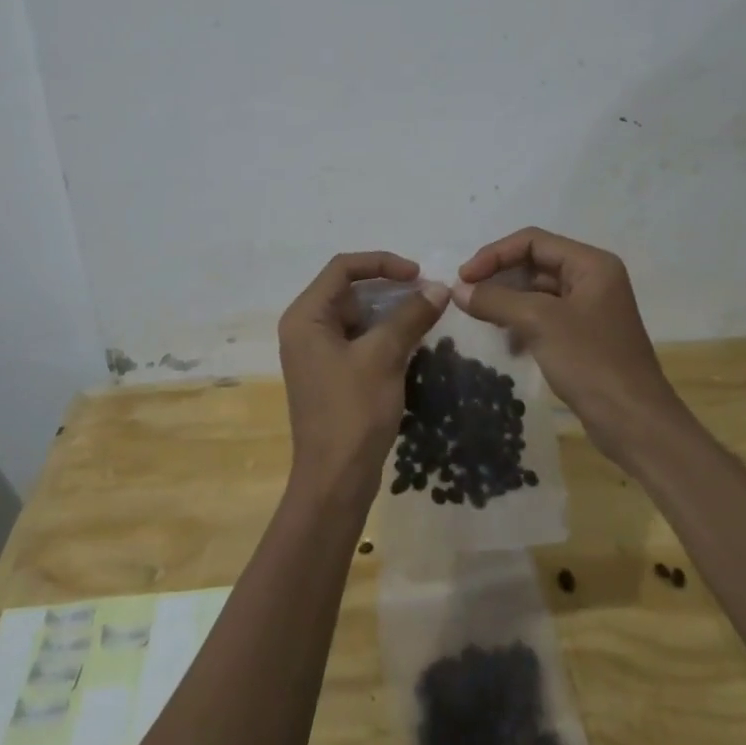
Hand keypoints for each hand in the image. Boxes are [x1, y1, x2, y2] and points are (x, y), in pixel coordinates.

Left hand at [277, 253, 445, 503]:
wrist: (335, 480)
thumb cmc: (353, 411)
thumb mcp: (384, 356)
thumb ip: (410, 316)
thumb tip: (440, 288)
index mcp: (305, 316)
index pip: (343, 268)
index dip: (382, 263)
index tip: (417, 274)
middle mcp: (305, 328)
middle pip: (349, 290)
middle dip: (389, 289)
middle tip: (427, 295)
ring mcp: (316, 352)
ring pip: (357, 316)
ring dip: (390, 312)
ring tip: (425, 316)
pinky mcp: (330, 373)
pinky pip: (358, 339)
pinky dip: (384, 335)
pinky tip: (412, 343)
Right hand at [455, 228, 684, 467]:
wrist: (635, 424)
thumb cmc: (591, 362)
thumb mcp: (539, 323)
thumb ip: (495, 300)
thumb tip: (457, 290)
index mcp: (591, 264)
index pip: (533, 241)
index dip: (494, 254)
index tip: (463, 277)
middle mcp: (593, 279)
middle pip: (535, 262)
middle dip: (499, 276)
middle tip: (466, 296)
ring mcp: (590, 308)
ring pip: (537, 291)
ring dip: (507, 300)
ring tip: (481, 317)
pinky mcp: (584, 336)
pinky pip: (545, 316)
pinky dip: (521, 322)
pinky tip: (506, 342)